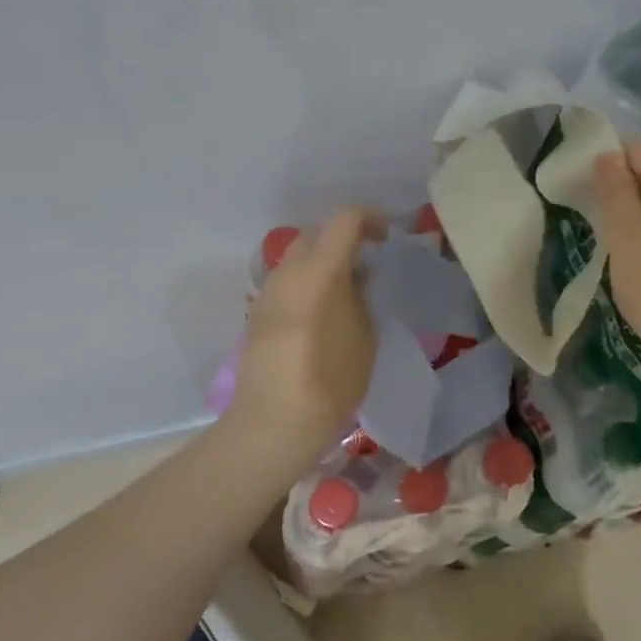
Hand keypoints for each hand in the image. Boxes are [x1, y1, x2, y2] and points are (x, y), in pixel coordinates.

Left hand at [229, 208, 381, 460]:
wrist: (274, 421)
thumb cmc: (331, 378)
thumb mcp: (365, 335)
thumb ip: (362, 296)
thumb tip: (357, 276)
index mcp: (320, 270)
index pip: (344, 219)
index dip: (369, 220)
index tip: (385, 239)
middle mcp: (288, 271)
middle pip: (315, 235)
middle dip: (341, 242)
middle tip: (364, 268)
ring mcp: (267, 292)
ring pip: (296, 259)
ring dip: (320, 265)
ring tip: (342, 295)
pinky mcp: (256, 314)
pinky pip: (285, 285)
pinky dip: (304, 286)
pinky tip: (318, 317)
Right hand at [591, 142, 640, 384]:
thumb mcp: (625, 232)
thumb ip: (614, 188)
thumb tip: (607, 154)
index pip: (639, 150)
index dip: (607, 164)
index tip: (581, 194)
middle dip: (621, 193)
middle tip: (594, 223)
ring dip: (636, 220)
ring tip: (614, 248)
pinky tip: (640, 266)